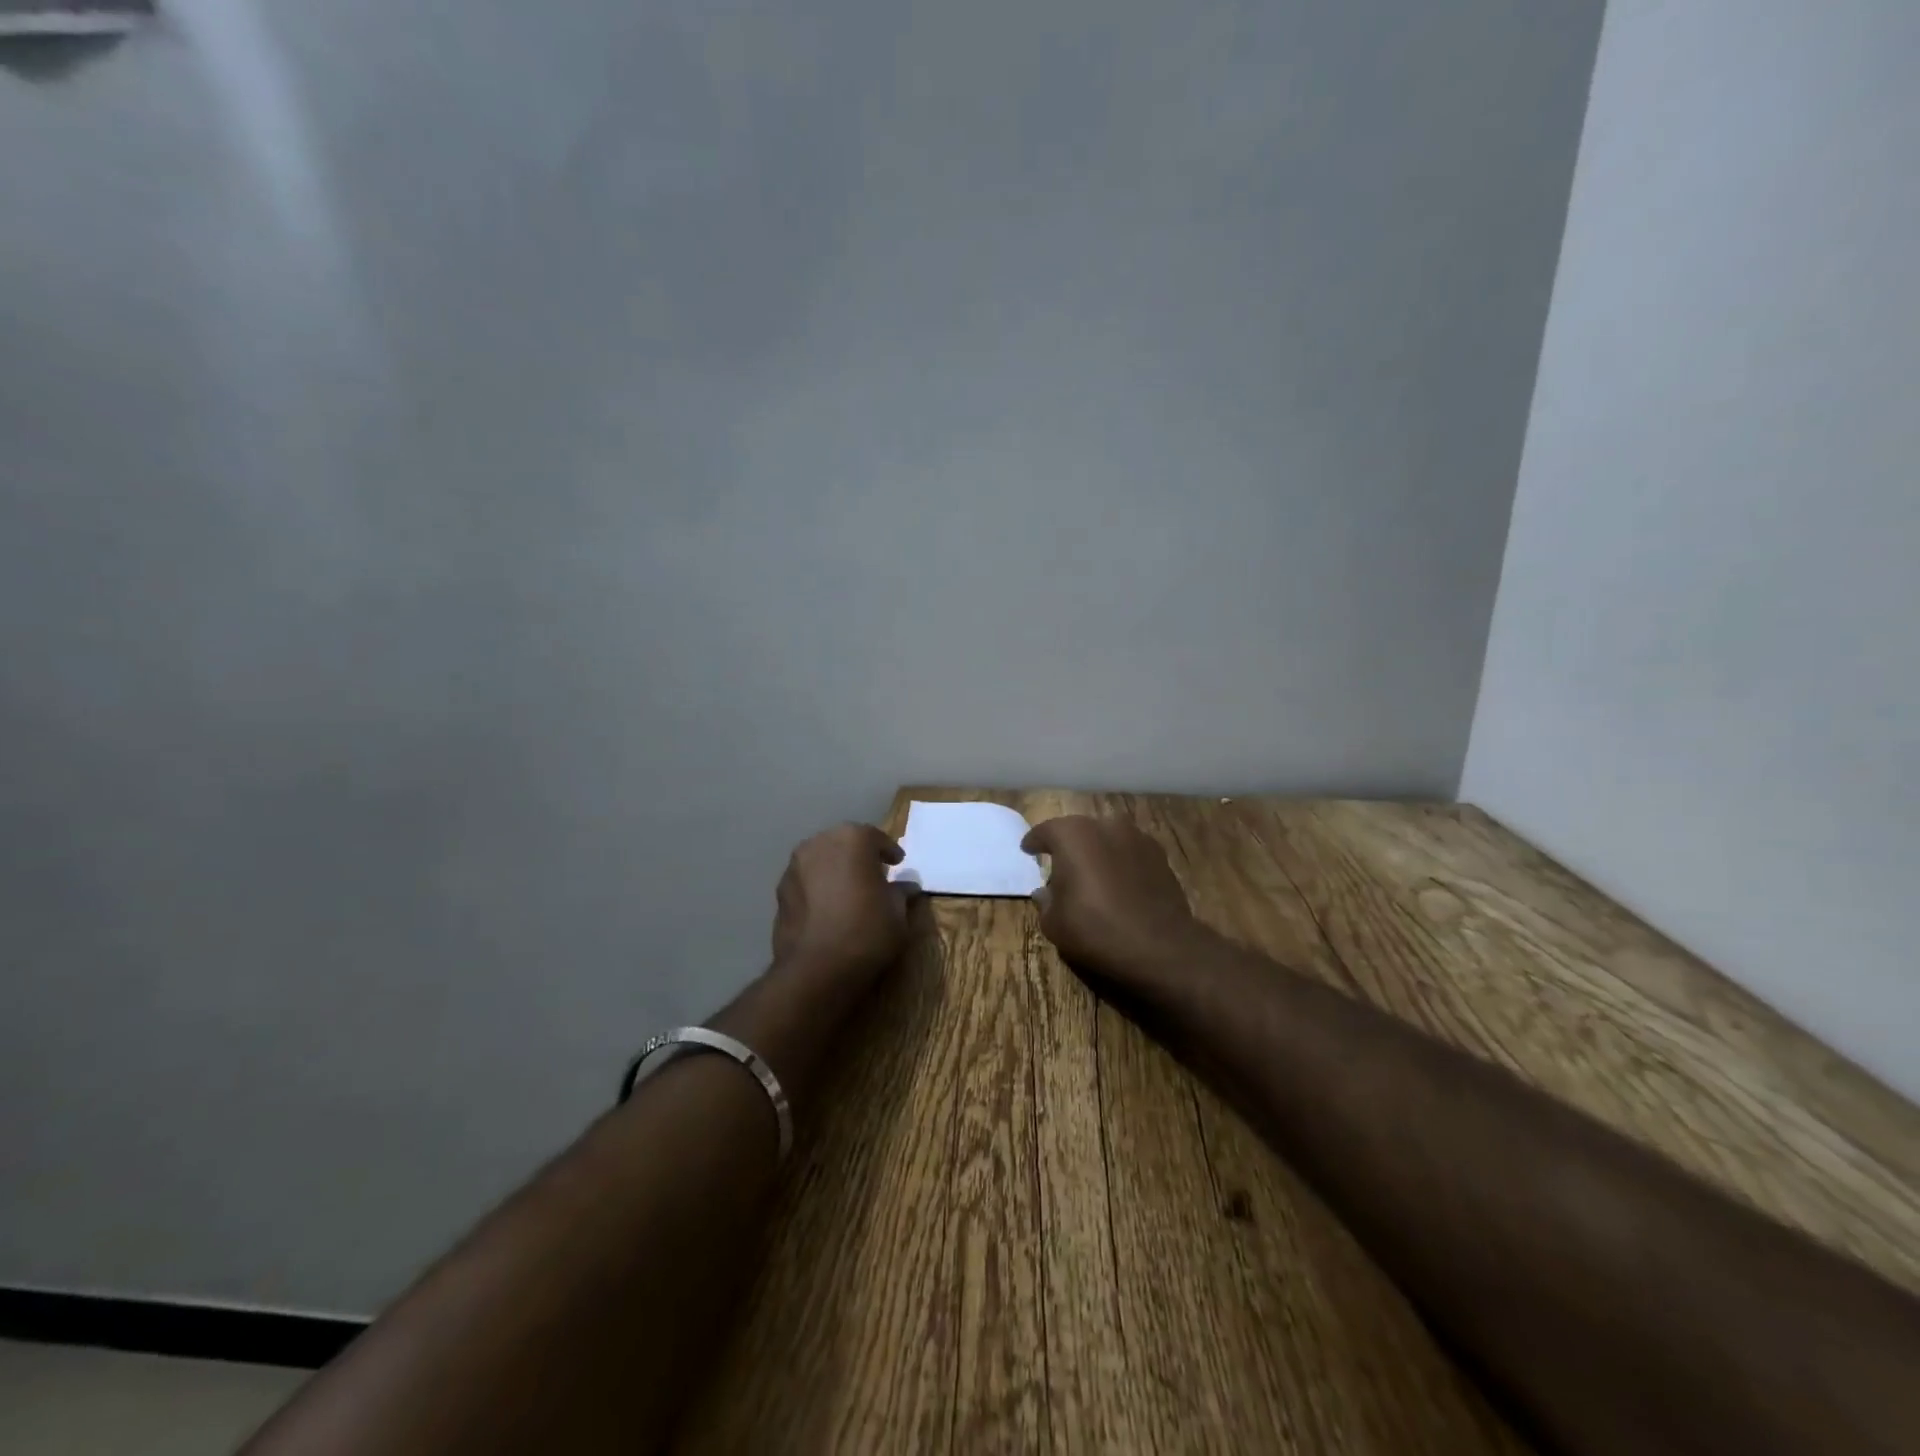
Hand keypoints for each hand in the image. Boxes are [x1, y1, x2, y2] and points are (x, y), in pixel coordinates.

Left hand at [770, 823, 915, 985]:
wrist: (815, 970)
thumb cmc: (866, 932)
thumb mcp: (897, 913)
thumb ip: (900, 893)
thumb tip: (906, 888)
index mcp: (852, 839)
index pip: (875, 838)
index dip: (889, 852)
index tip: (898, 864)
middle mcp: (819, 843)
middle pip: (844, 843)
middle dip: (859, 856)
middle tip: (873, 874)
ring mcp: (795, 867)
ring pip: (821, 860)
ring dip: (835, 870)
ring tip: (849, 891)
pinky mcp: (779, 891)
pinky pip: (806, 882)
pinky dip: (818, 888)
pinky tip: (828, 908)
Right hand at [1022, 816, 1212, 990]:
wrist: (1159, 945)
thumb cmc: (1095, 928)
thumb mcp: (1054, 923)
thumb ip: (1045, 901)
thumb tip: (1044, 892)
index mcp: (1072, 835)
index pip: (1045, 831)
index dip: (1034, 842)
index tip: (1028, 850)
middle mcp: (1104, 825)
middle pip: (1078, 831)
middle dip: (1068, 846)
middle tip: (1060, 866)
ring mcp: (1136, 837)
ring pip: (1107, 838)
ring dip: (1097, 851)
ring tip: (1092, 875)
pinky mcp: (1159, 854)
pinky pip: (1129, 852)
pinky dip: (1120, 862)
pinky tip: (1118, 883)